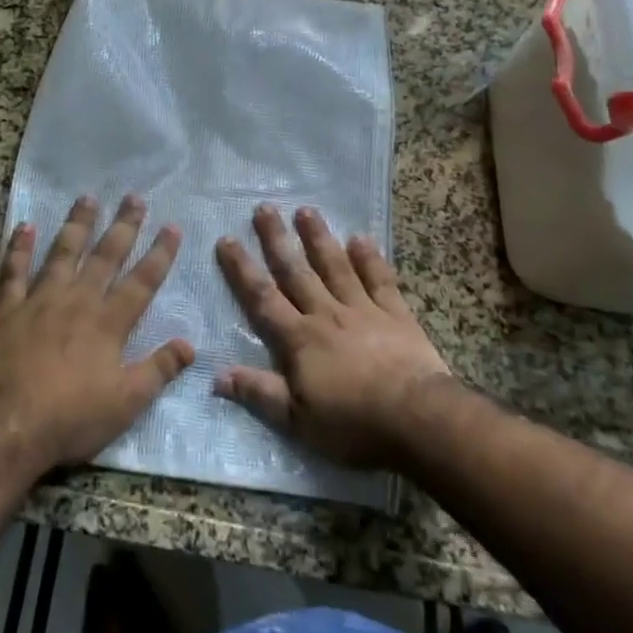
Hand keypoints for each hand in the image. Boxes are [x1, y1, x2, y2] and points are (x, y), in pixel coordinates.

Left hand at [0, 194, 193, 470]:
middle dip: (123, 226)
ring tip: (87, 198)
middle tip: (134, 197)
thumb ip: (158, 369)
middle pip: (105, 256)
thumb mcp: (126, 403)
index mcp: (108, 322)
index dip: (160, 254)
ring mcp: (40, 300)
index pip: (142, 281)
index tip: (172, 226)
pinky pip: (14, 270)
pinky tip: (25, 226)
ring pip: (63, 252)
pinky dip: (19, 248)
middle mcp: (78, 300)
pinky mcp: (7, 308)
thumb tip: (190, 344)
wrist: (6, 425)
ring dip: (77, 224)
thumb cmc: (71, 418)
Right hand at [215, 205, 452, 469]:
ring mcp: (363, 310)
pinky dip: (370, 258)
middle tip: (264, 208)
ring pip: (335, 266)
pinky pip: (379, 279)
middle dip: (277, 240)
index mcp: (299, 339)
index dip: (242, 269)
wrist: (417, 417)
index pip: (263, 298)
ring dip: (319, 238)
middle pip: (296, 272)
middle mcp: (326, 314)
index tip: (227, 240)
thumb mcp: (297, 420)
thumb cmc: (353, 423)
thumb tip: (215, 375)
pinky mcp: (396, 314)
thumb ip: (259, 393)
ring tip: (306, 210)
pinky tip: (361, 238)